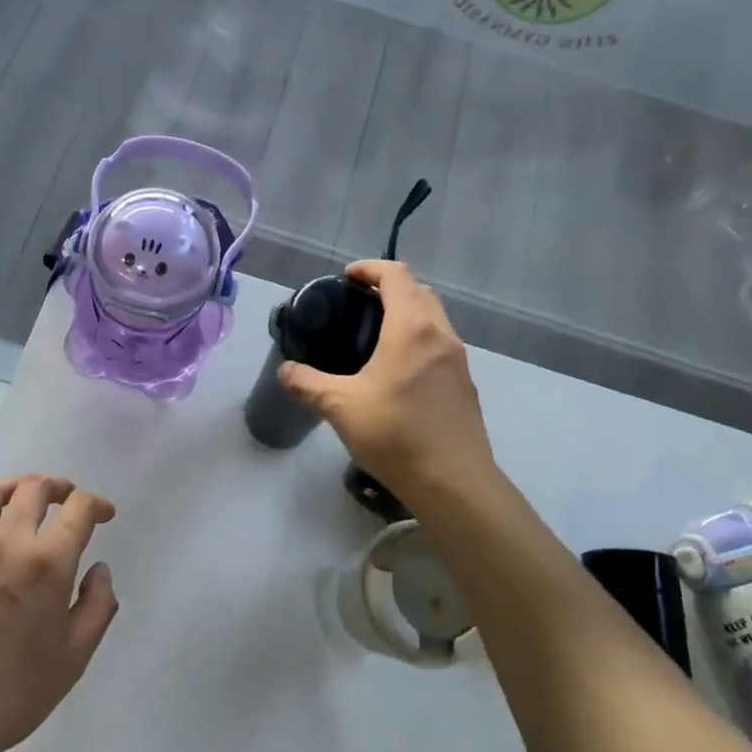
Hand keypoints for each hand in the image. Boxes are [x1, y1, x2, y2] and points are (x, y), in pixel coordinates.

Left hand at [0, 475, 118, 751]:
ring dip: (15, 486)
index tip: (104, 514)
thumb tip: (99, 569)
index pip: (78, 509)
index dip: (97, 504)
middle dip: (59, 487)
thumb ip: (98, 606)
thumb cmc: (14, 693)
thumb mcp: (75, 657)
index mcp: (46, 564)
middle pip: (34, 488)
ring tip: (26, 496)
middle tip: (68, 499)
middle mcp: (6, 542)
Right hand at [278, 260, 494, 498]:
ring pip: (434, 319)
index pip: (396, 276)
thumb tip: (285, 371)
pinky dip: (419, 340)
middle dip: (389, 288)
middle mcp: (441, 335)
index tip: (346, 278)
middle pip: (420, 292)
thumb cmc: (395, 434)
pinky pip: (440, 345)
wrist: (453, 483)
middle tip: (357, 304)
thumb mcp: (340, 407)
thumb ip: (308, 384)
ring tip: (374, 336)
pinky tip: (397, 372)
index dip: (370, 269)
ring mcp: (459, 361)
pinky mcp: (465, 385)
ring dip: (408, 314)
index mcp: (412, 328)